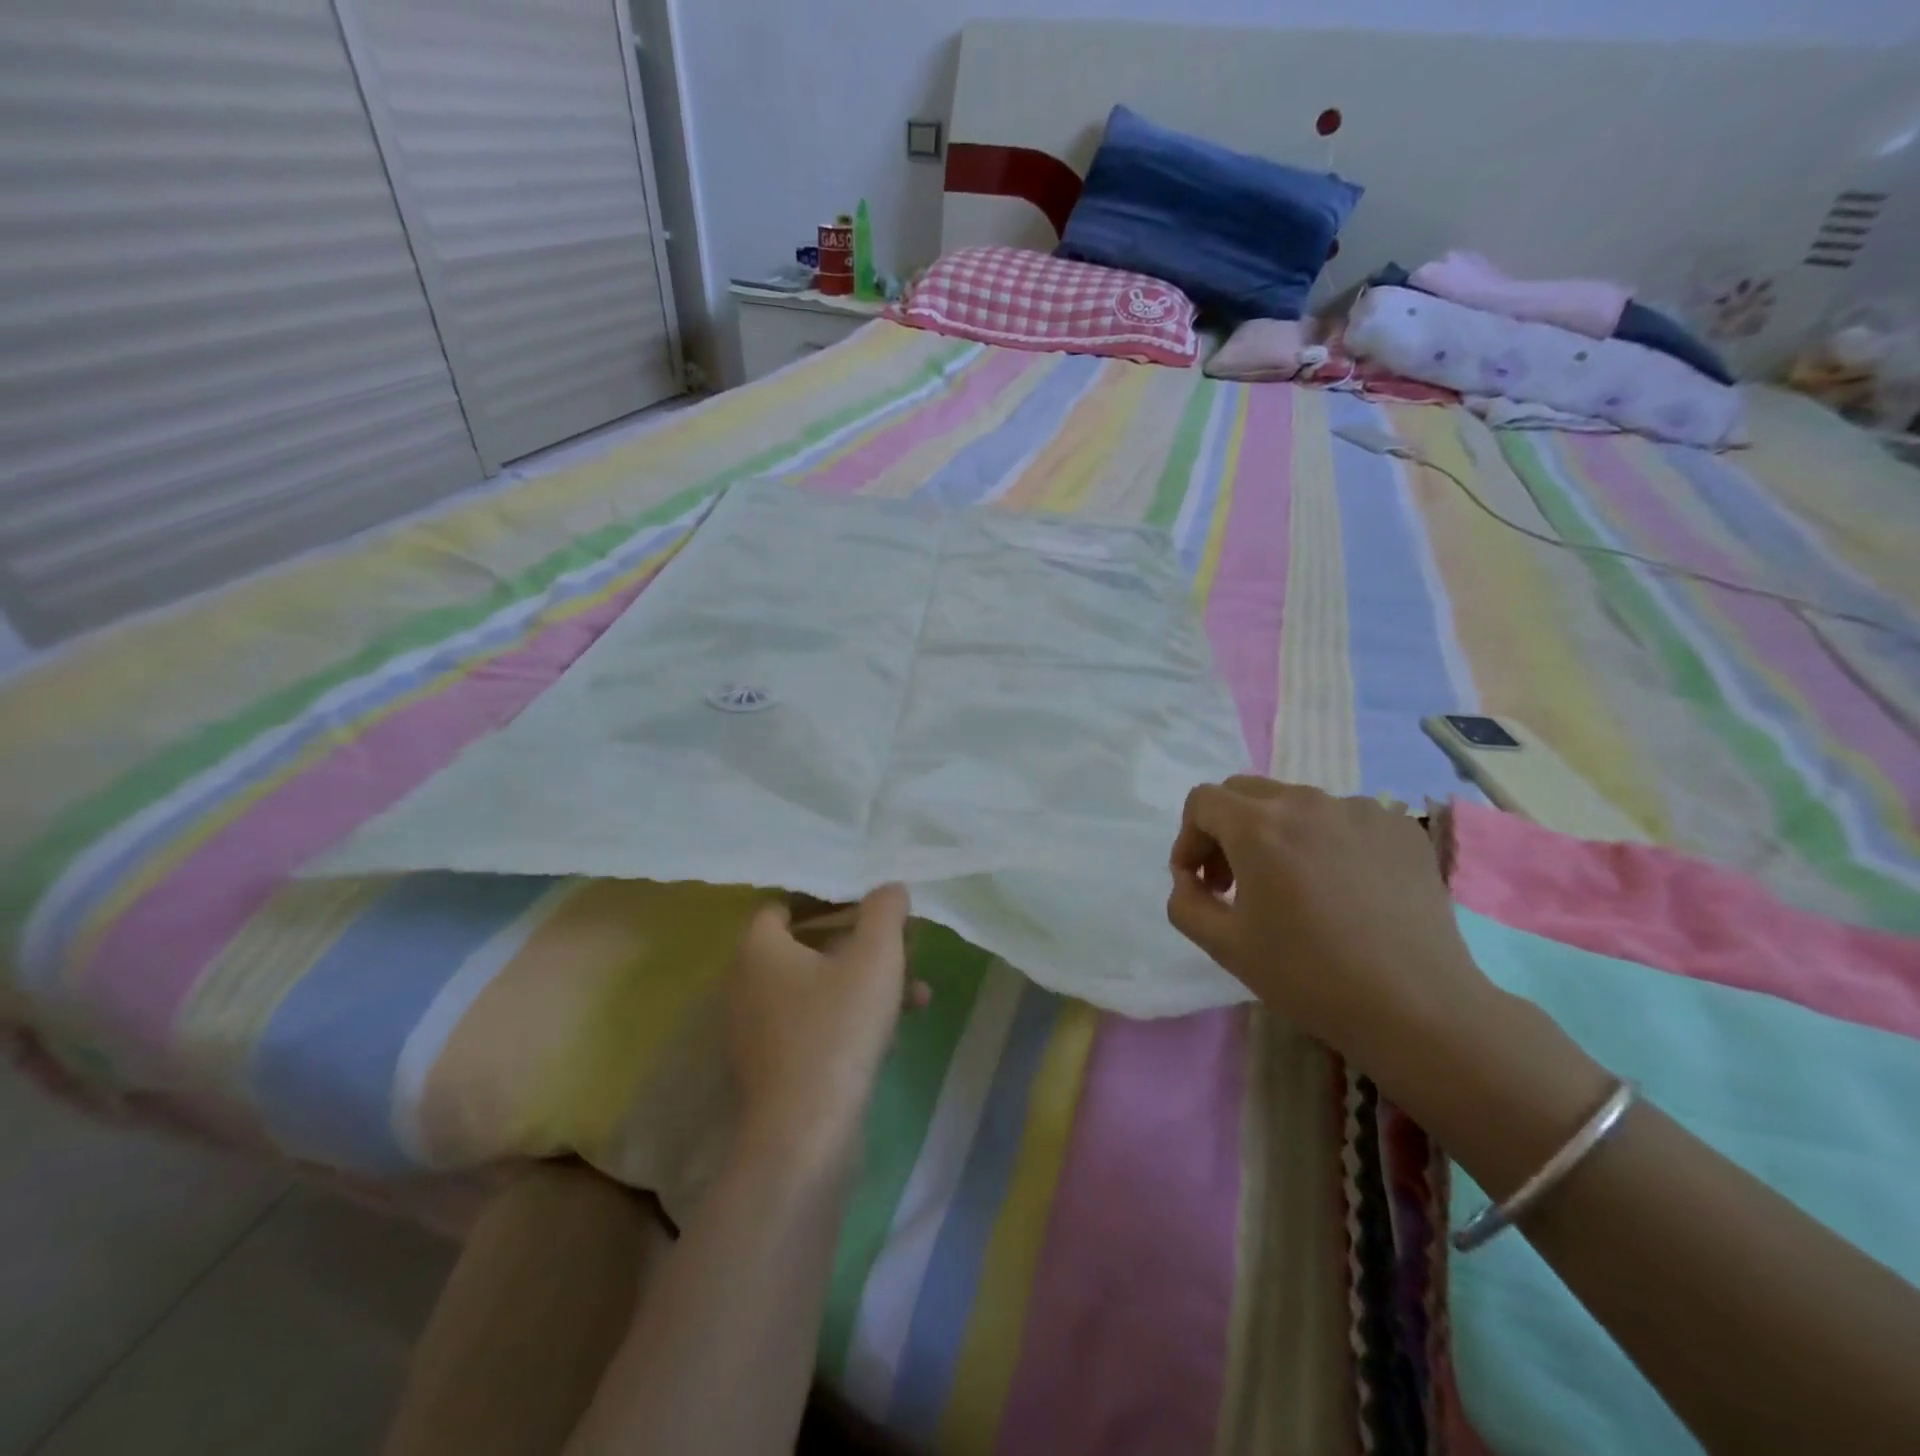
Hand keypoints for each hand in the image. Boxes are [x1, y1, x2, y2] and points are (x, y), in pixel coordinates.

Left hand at [727, 885, 923, 1169]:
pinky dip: (852, 1018)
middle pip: (809, 947)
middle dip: (862, 945)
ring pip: (820, 989)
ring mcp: (760, 1030)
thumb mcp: (875, 959)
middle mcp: (749, 984)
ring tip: (917, 994)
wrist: (805, 1136)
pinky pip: (817, 1024)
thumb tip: (890, 887)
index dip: (827, 899)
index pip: (784, 906)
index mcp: (759, 950)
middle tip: (902, 947)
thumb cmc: (836, 1030)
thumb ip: (885, 912)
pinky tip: (896, 1031)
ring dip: (867, 984)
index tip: (868, 905)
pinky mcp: (776, 1067)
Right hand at [1166, 778, 1492, 1072]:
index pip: (1203, 800)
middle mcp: (1307, 802)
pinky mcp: (1401, 828)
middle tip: (1235, 882)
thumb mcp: (1224, 945)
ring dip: (1277, 836)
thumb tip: (1189, 878)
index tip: (1200, 881)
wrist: (1416, 1008)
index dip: (1189, 838)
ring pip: (1296, 805)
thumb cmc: (1308, 976)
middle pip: (1246, 793)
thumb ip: (1185, 901)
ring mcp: (1361, 810)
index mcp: (1258, 825)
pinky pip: (1344, 820)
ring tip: (1294, 889)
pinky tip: (1343, 891)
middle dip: (1227, 830)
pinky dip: (1326, 843)